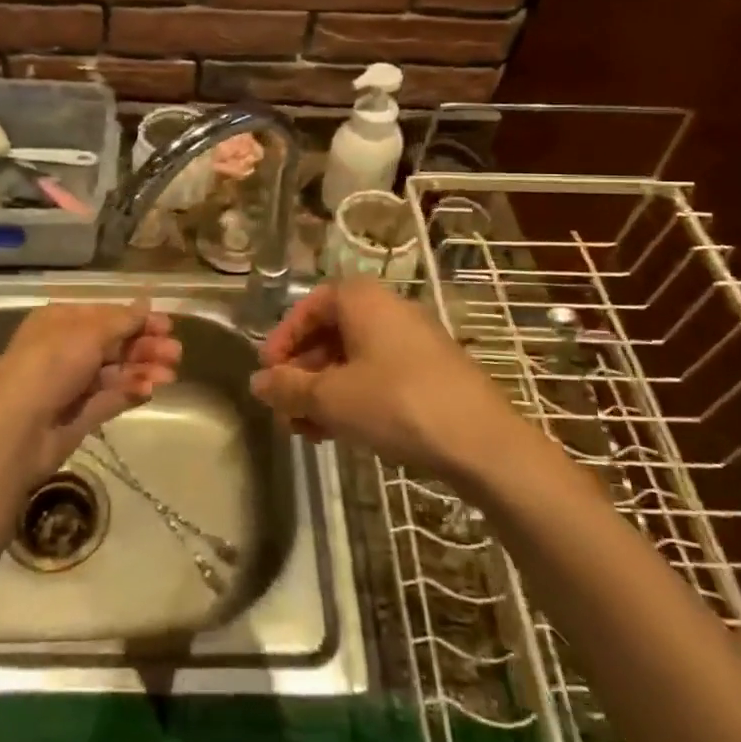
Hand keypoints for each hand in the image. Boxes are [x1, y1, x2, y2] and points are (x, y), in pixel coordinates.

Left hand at [0, 300, 181, 481]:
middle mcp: (66, 349)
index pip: (105, 315)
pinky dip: (131, 391)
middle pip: (114, 343)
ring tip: (170, 374)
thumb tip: (146, 303)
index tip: (167, 325)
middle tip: (176, 353)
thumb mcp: (88, 333)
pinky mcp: (80, 415)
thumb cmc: (49, 366)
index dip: (137, 319)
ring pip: (116, 371)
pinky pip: (111, 397)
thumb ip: (122, 321)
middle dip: (145, 346)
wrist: (15, 431)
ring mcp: (72, 384)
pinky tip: (151, 389)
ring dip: (143, 369)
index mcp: (60, 322)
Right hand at [252, 281, 513, 479]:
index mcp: (361, 299)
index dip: (282, 340)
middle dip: (301, 373)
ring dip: (323, 391)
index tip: (267, 373)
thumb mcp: (331, 398)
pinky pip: (378, 375)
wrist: (483, 442)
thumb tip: (257, 382)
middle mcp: (387, 309)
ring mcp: (413, 340)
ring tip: (306, 431)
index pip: (308, 307)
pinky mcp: (431, 372)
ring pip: (353, 359)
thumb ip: (288, 387)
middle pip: (330, 334)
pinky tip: (340, 432)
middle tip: (284, 410)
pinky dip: (353, 397)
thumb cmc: (396, 403)